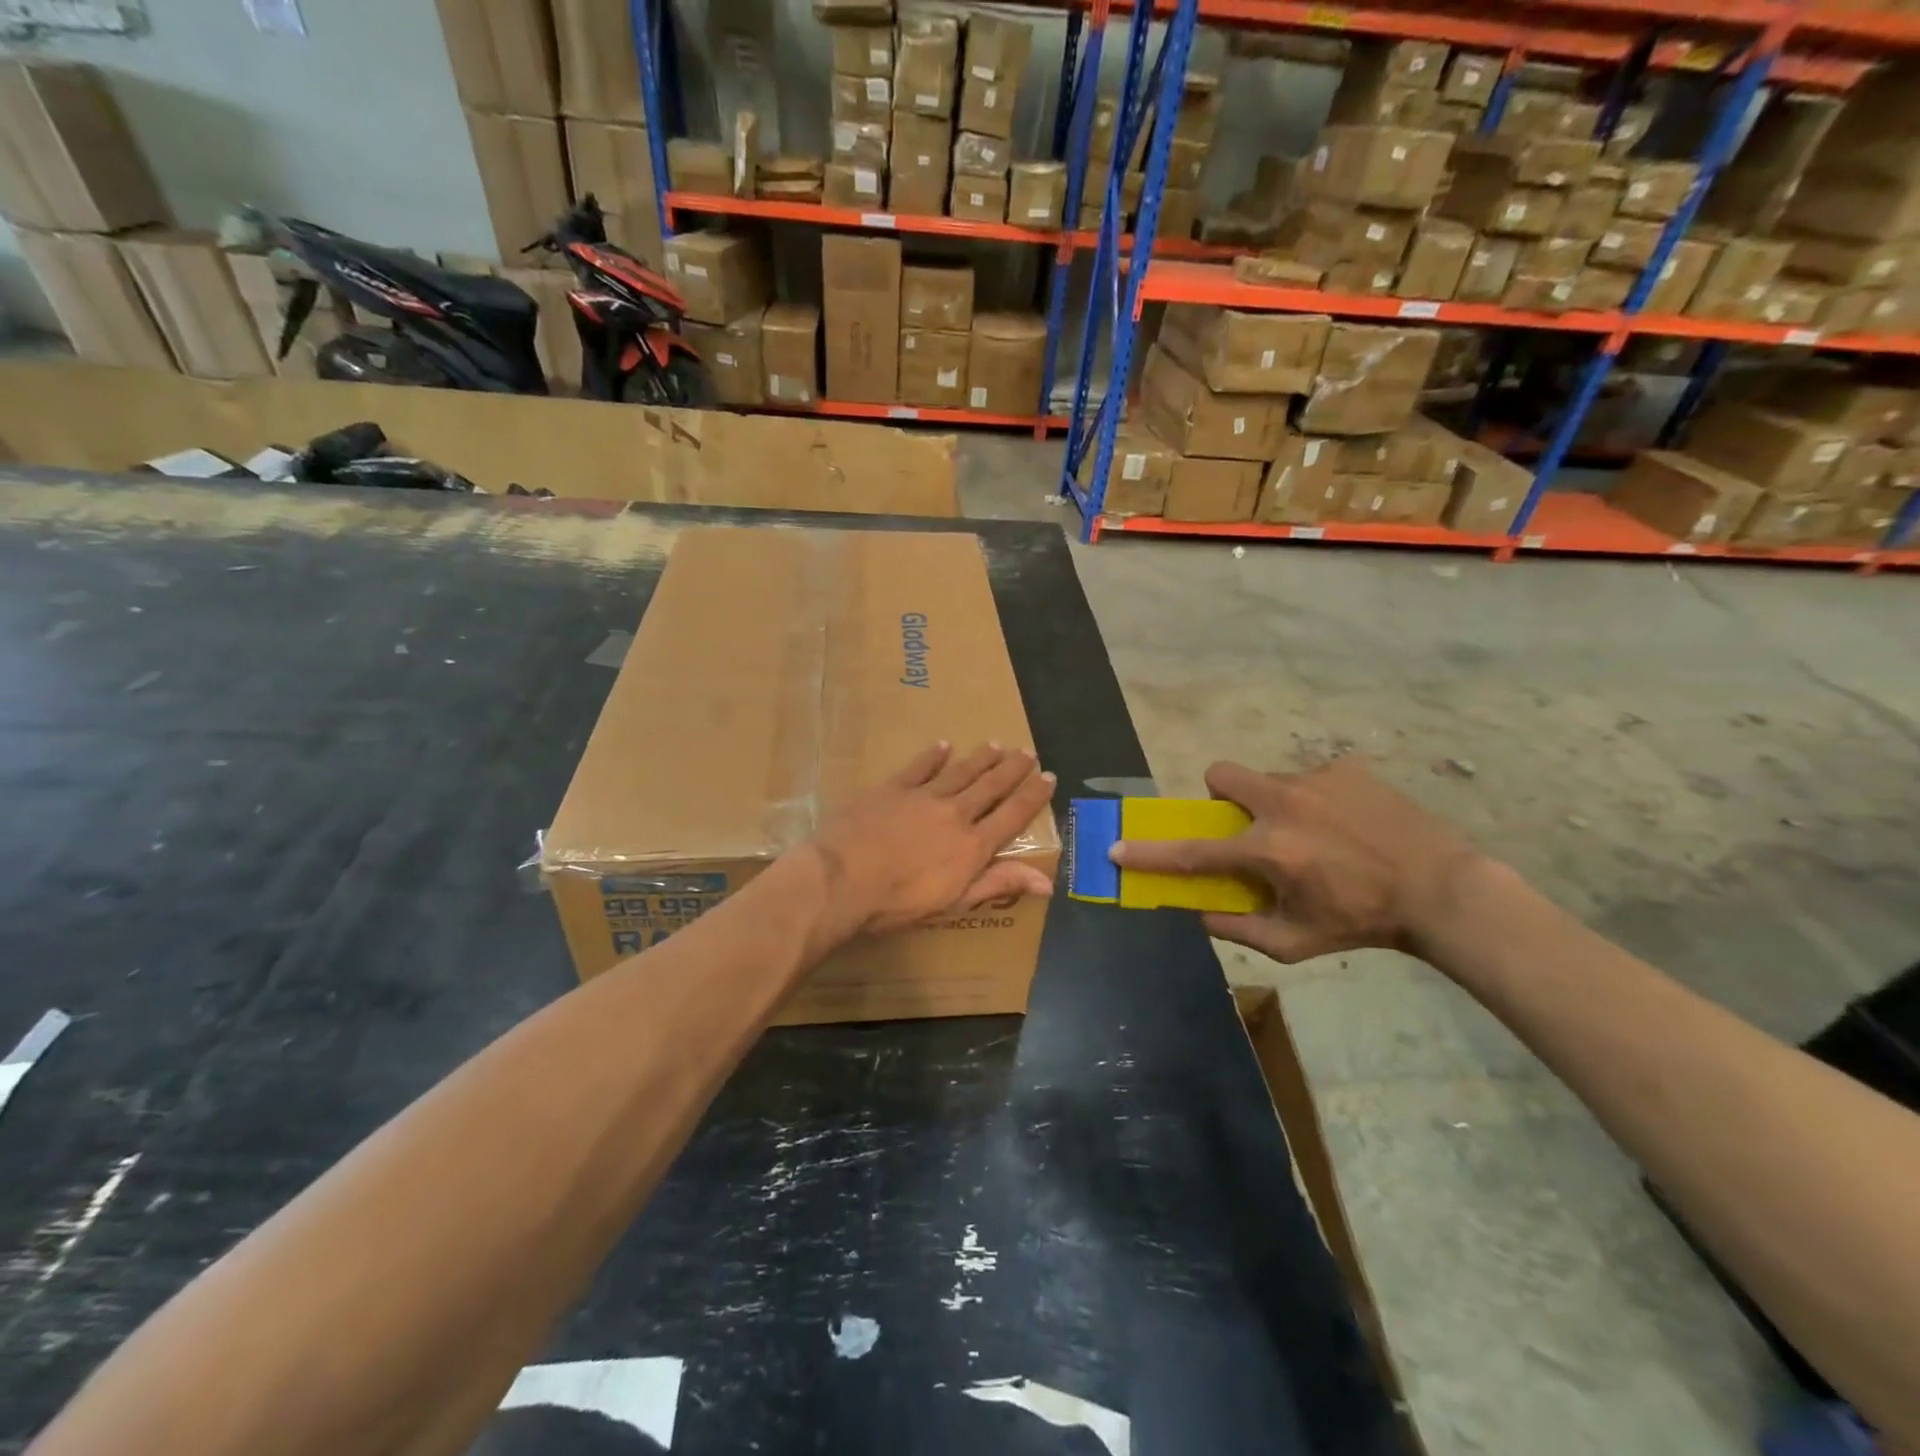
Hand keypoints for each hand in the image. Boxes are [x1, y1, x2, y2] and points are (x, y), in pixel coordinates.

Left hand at [803, 742, 1056, 949]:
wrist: (842, 879)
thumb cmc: (898, 903)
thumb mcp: (954, 902)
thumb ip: (998, 884)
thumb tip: (1046, 882)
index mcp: (972, 845)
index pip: (1012, 816)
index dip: (1033, 796)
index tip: (1048, 776)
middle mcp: (955, 814)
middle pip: (990, 786)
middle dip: (1011, 769)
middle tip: (1027, 752)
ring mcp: (923, 797)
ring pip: (960, 772)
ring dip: (980, 758)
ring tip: (997, 744)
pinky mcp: (893, 788)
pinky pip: (919, 766)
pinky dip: (933, 755)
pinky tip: (943, 744)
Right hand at [1110, 757, 1480, 962]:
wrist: (1442, 890)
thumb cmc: (1363, 921)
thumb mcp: (1295, 943)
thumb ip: (1238, 928)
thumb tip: (1198, 913)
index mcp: (1268, 851)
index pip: (1192, 852)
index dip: (1149, 853)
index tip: (1116, 847)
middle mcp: (1283, 805)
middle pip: (1220, 775)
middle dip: (1219, 795)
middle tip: (1246, 823)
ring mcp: (1316, 779)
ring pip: (1269, 780)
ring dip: (1276, 804)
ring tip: (1317, 833)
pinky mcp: (1347, 767)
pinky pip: (1312, 777)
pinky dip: (1318, 798)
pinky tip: (1349, 823)